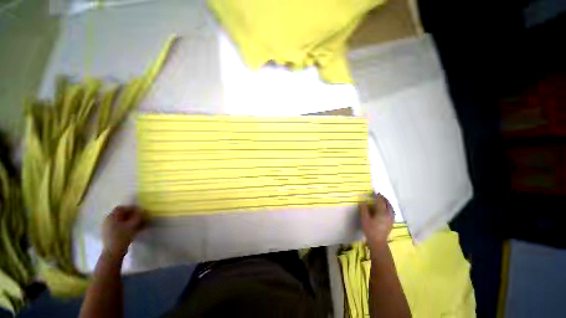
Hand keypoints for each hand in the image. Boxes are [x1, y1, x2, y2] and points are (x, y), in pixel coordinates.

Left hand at [102, 206, 145, 257]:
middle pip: (120, 214)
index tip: (140, 211)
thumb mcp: (133, 225)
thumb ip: (137, 216)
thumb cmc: (122, 236)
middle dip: (131, 215)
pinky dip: (125, 226)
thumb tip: (141, 210)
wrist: (113, 252)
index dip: (131, 208)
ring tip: (137, 224)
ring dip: (129, 221)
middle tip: (139, 218)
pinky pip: (117, 226)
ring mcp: (107, 227)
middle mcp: (107, 220)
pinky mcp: (108, 234)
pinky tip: (131, 230)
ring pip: (119, 221)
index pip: (122, 208)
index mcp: (112, 216)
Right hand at [360, 193, 393, 248]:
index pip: (381, 201)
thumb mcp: (365, 219)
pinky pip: (391, 212)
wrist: (378, 242)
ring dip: (387, 203)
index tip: (375, 192)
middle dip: (384, 198)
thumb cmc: (370, 230)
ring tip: (382, 201)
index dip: (378, 196)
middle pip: (388, 204)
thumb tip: (363, 202)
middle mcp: (388, 214)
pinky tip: (386, 209)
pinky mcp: (391, 222)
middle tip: (379, 195)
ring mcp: (391, 219)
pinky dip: (389, 208)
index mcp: (382, 212)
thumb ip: (364, 209)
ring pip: (391, 208)